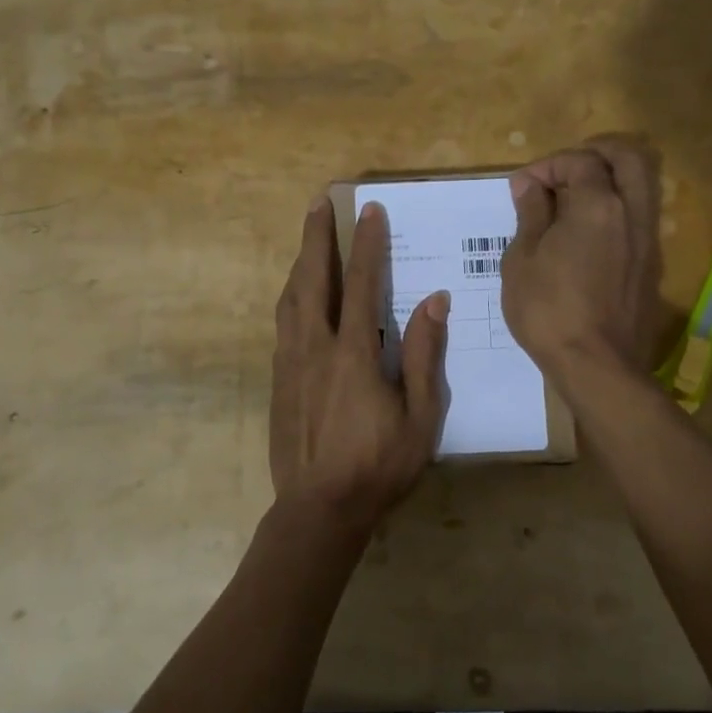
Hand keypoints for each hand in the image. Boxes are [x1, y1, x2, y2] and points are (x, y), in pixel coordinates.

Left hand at [269, 194, 449, 536]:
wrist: (319, 510)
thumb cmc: (379, 466)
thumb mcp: (420, 417)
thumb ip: (426, 357)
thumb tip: (434, 301)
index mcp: (354, 354)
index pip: (362, 285)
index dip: (367, 244)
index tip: (369, 210)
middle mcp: (316, 348)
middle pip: (313, 279)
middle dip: (317, 237)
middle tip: (318, 202)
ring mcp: (291, 362)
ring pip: (291, 298)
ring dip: (300, 262)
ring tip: (307, 237)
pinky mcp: (278, 379)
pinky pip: (283, 323)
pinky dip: (291, 295)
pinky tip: (297, 293)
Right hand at [500, 137, 663, 387]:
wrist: (597, 366)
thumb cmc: (548, 311)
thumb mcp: (522, 260)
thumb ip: (530, 213)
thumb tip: (530, 185)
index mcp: (598, 206)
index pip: (580, 161)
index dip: (548, 165)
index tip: (523, 187)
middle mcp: (632, 213)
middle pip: (629, 157)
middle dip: (595, 153)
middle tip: (564, 171)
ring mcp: (647, 240)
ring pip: (642, 185)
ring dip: (611, 179)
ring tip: (575, 199)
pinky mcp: (651, 264)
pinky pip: (640, 216)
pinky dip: (617, 208)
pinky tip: (588, 232)